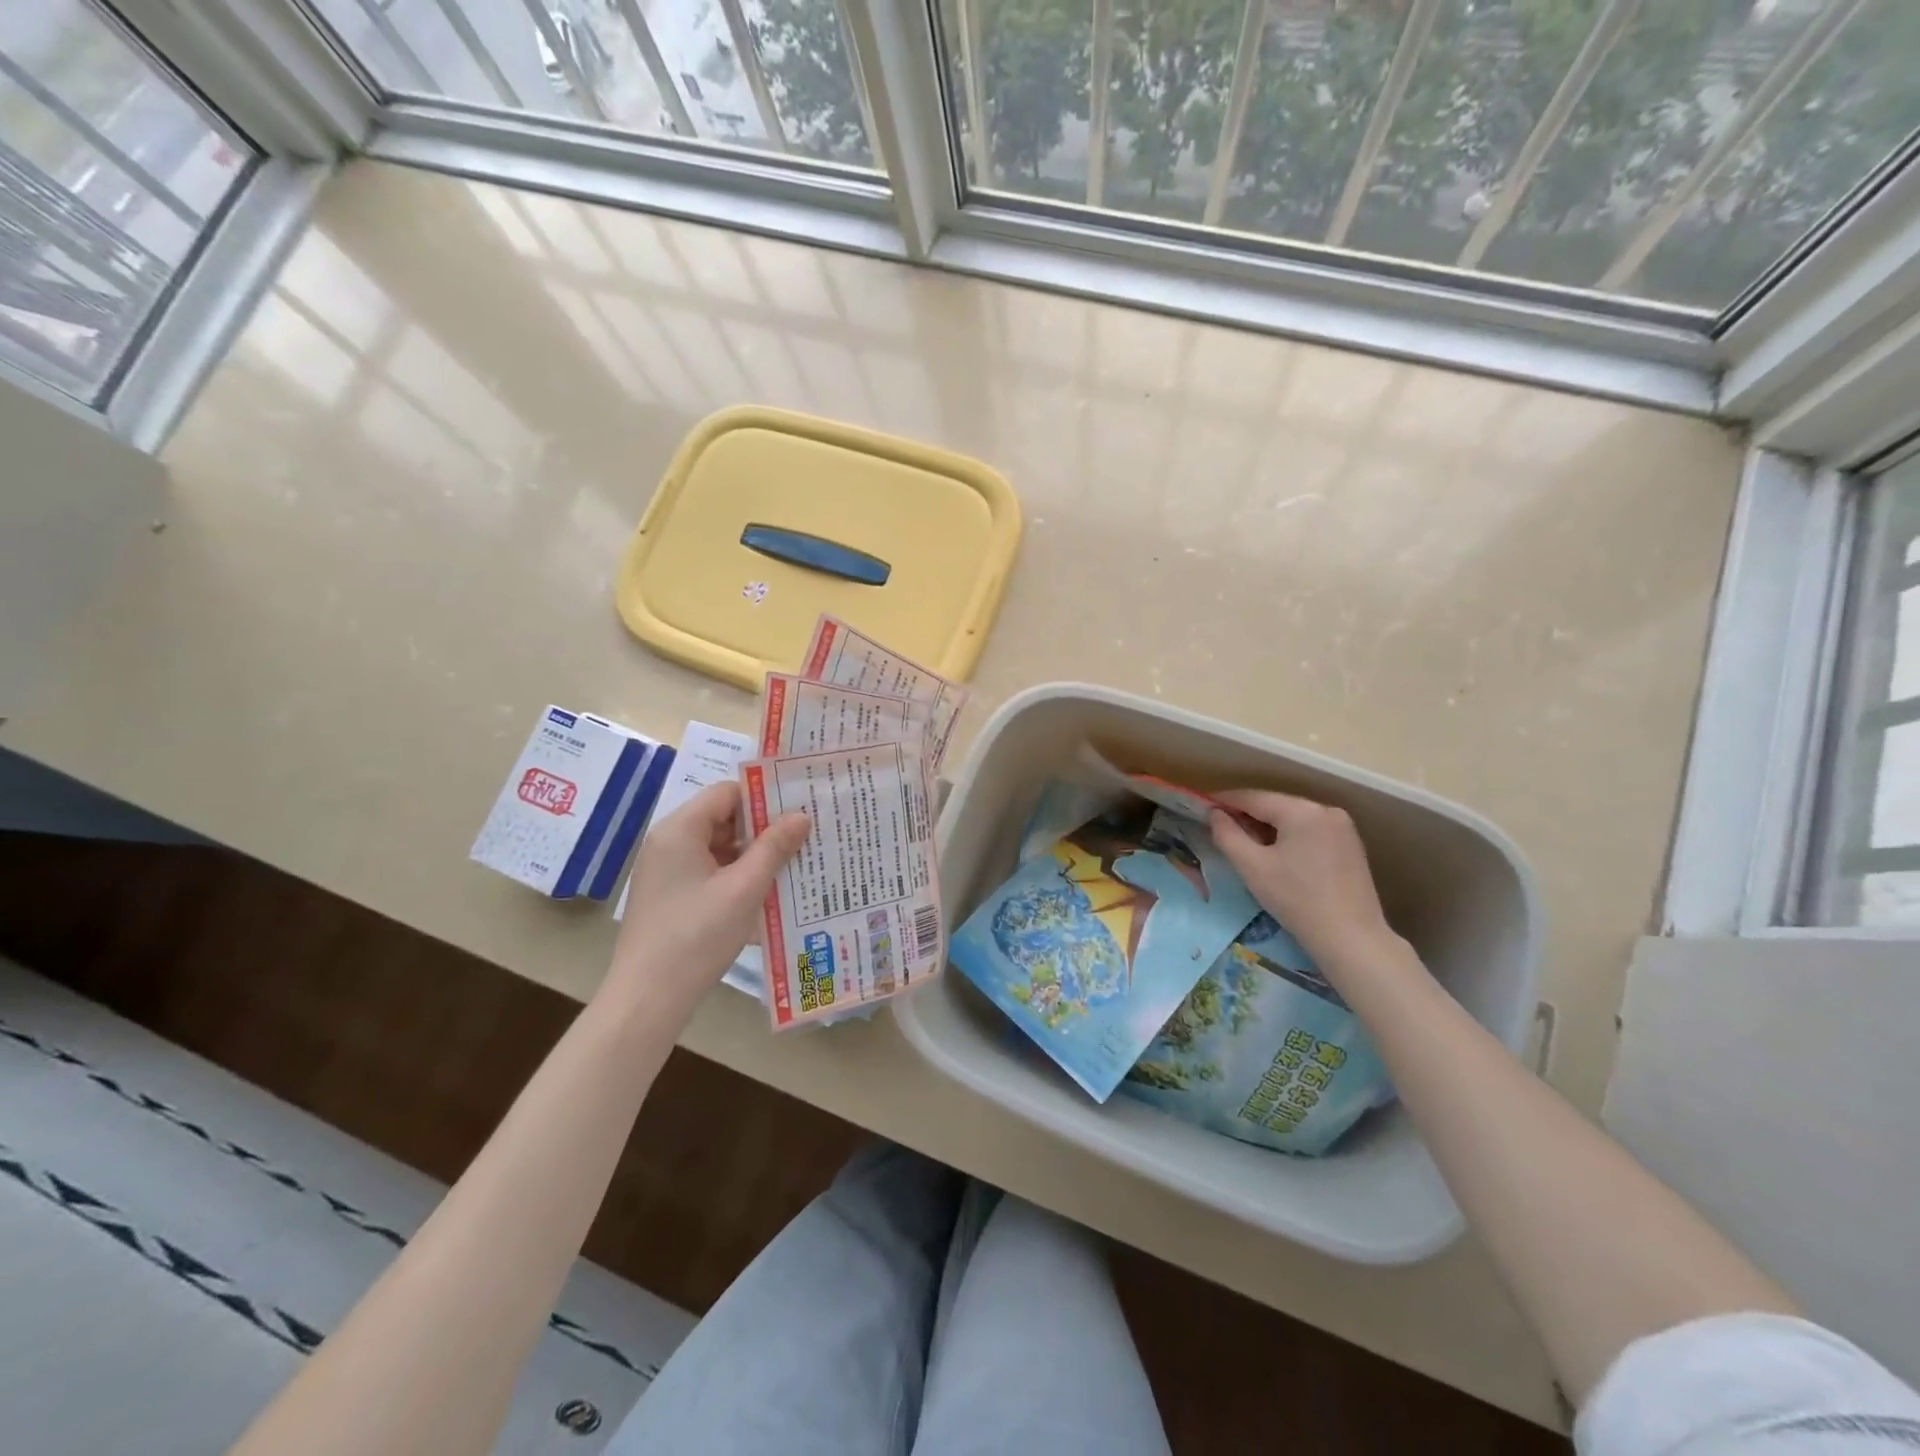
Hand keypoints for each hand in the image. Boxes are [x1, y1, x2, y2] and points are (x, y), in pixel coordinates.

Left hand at [607, 781, 808, 1016]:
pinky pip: (709, 871)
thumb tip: (801, 815)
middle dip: (762, 828)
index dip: (763, 798)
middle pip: (722, 818)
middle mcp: (668, 843)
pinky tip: (766, 891)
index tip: (799, 809)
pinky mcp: (670, 896)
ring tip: (793, 863)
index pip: (726, 793)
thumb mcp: (745, 889)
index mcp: (679, 830)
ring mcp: (666, 871)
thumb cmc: (697, 936)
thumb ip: (774, 847)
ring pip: (718, 847)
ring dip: (752, 855)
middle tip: (804, 837)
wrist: (648, 998)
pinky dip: (736, 876)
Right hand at [1209, 789, 1397, 972]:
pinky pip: (1310, 831)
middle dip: (1247, 814)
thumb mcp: (1252, 867)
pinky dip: (1289, 836)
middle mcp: (1326, 810)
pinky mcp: (1350, 845)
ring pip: (1293, 818)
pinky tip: (1277, 853)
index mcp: (1302, 811)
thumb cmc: (1296, 900)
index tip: (1202, 807)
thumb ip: (1227, 835)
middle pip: (1276, 806)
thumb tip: (1214, 814)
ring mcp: (1342, 827)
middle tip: (1220, 827)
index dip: (1225, 801)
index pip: (1254, 797)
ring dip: (1267, 826)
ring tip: (1244, 841)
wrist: (1351, 938)